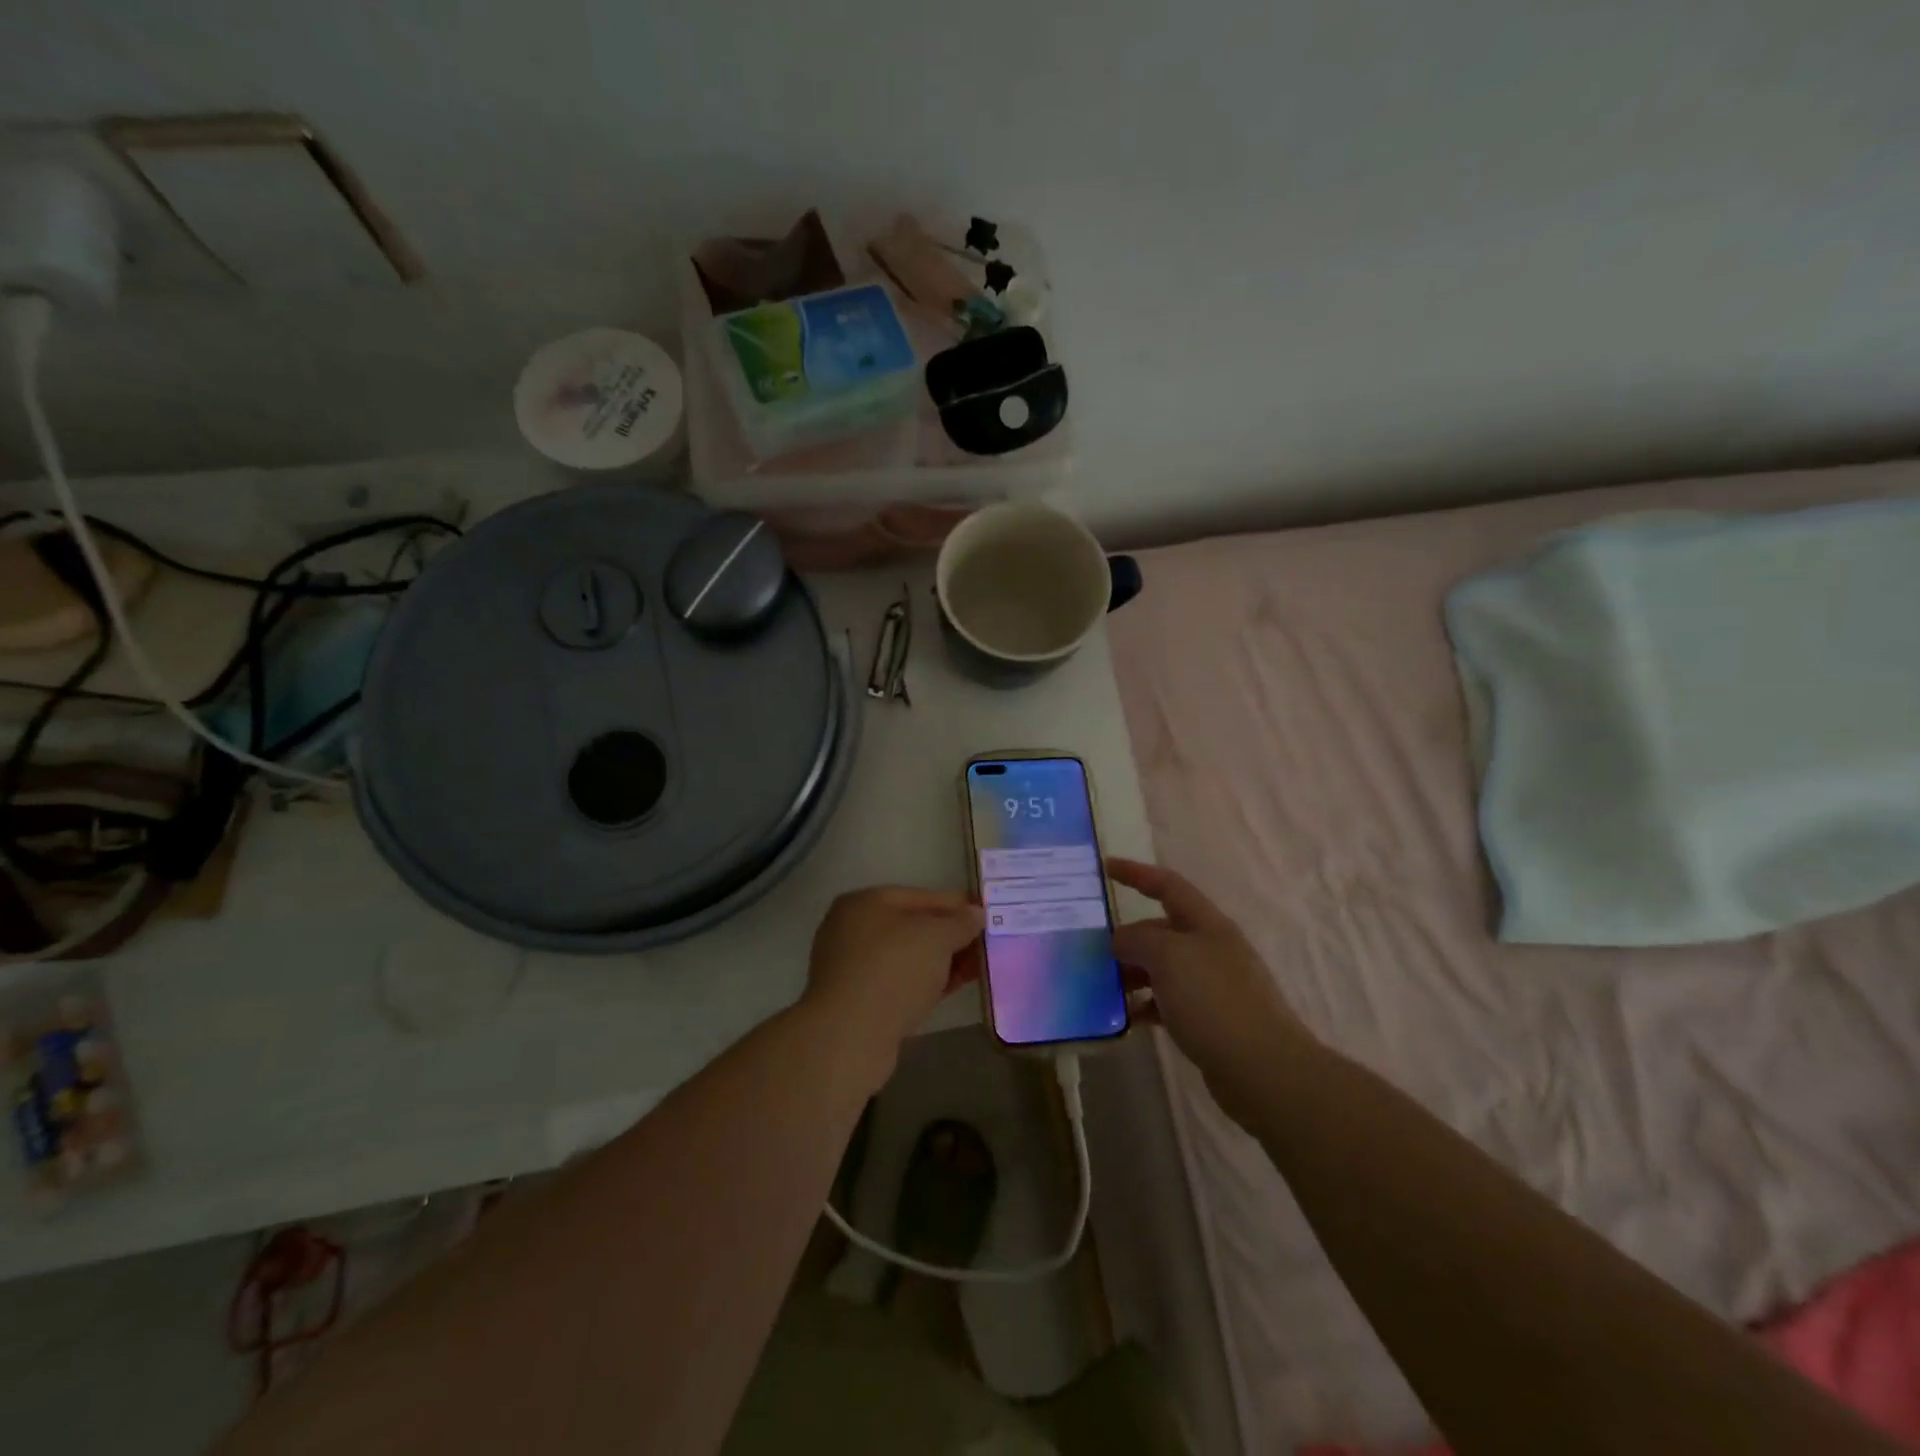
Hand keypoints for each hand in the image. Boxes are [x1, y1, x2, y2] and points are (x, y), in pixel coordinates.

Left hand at [802, 887, 984, 1068]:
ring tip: (977, 968)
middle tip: (985, 945)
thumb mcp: (936, 937)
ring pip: (908, 957)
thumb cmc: (893, 970)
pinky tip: (952, 987)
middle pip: (913, 927)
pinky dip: (926, 982)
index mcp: (865, 902)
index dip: (956, 905)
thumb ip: (960, 923)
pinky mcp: (858, 1000)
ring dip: (942, 961)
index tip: (985, 915)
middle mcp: (853, 929)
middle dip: (951, 936)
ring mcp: (853, 966)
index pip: (920, 896)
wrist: (850, 1036)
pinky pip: (900, 982)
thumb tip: (975, 914)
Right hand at [1108, 858, 1304, 1126]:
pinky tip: (1127, 1018)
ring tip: (1103, 987)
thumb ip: (1137, 939)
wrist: (1263, 1069)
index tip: (1106, 868)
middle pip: (1162, 930)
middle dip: (1128, 936)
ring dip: (1132, 973)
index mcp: (1206, 924)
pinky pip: (1169, 1002)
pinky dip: (1146, 1005)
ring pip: (1163, 968)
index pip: (1168, 886)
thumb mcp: (1168, 957)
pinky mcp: (1210, 1020)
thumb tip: (1119, 940)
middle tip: (1092, 949)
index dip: (1137, 873)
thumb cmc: (1214, 1000)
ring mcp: (1213, 986)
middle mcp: (1211, 948)